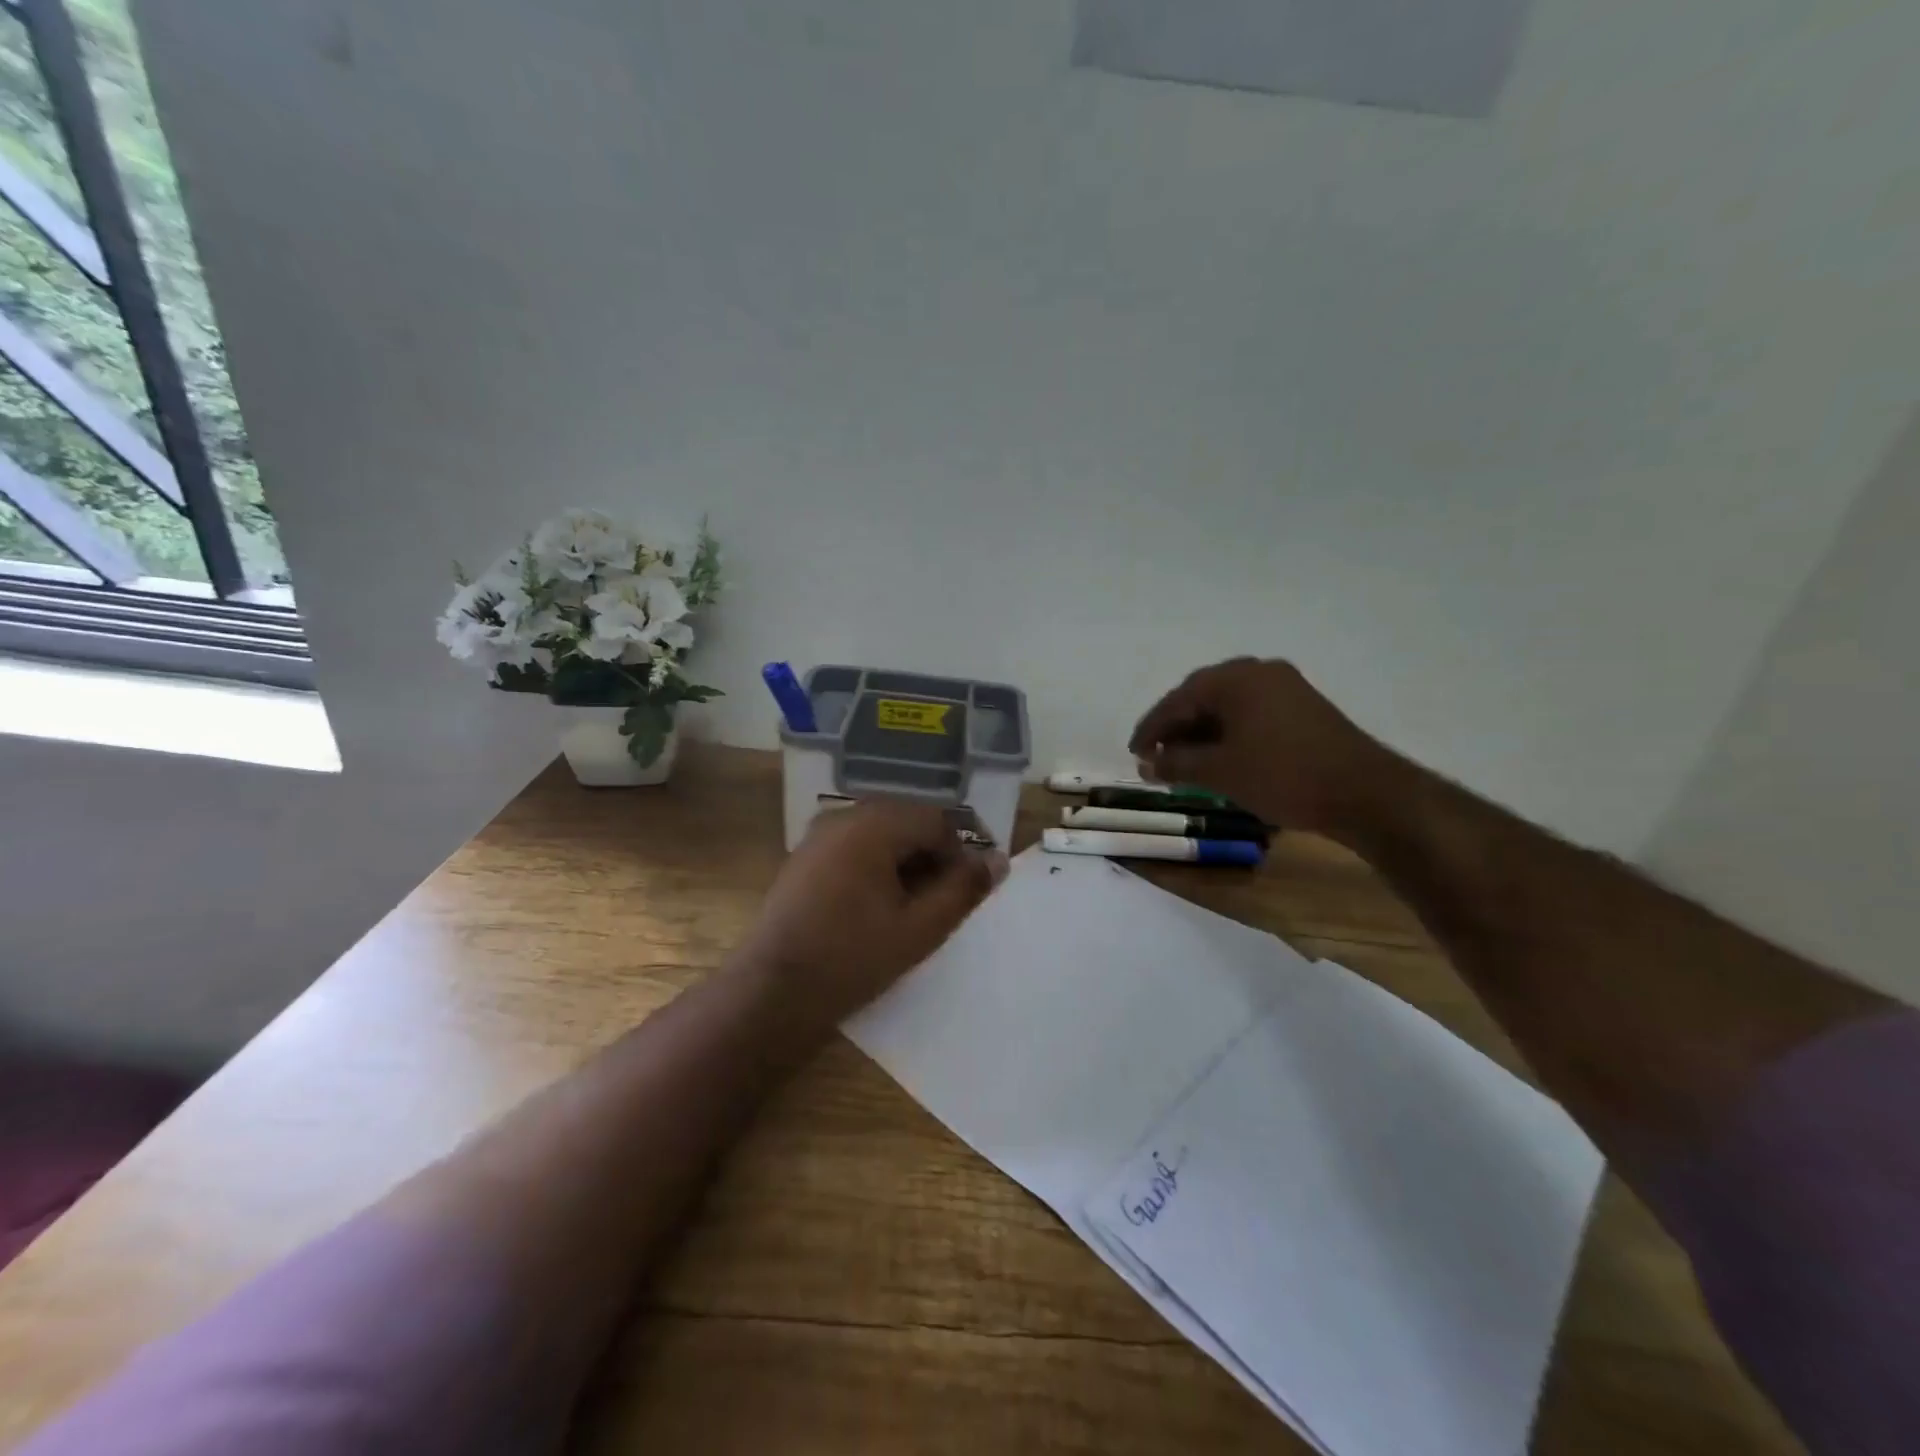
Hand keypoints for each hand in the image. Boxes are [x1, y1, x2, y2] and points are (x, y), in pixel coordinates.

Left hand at [735, 801, 1008, 1029]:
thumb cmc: (851, 958)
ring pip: (882, 834)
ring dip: (908, 861)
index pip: (936, 819)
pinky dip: (879, 865)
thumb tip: (997, 861)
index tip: (975, 886)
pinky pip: (856, 846)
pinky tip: (882, 904)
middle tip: (949, 899)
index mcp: (872, 825)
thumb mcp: (919, 928)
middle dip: (935, 855)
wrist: (772, 991)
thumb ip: (962, 890)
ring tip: (919, 906)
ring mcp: (819, 835)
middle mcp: (844, 816)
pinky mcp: (806, 856)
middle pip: (908, 822)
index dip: (963, 850)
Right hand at [1128, 658, 1404, 840]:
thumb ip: (1176, 763)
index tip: (1133, 753)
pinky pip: (1251, 715)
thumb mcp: (1219, 772)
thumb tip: (1147, 762)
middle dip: (1176, 730)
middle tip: (1155, 758)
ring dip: (1202, 734)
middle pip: (1202, 698)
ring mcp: (1285, 688)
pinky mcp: (1302, 708)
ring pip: (1228, 708)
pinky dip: (1229, 735)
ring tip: (1184, 764)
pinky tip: (1220, 759)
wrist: (1363, 792)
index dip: (1151, 729)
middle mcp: (1258, 672)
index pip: (1177, 700)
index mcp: (1235, 678)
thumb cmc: (1281, 775)